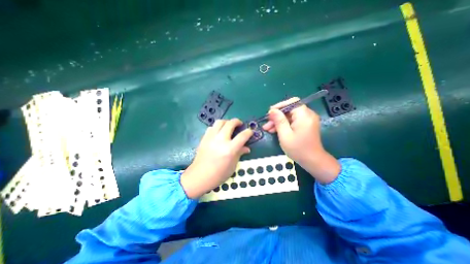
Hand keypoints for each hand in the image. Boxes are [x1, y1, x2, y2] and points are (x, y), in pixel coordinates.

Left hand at [181, 119, 252, 197]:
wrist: (199, 177)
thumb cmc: (218, 174)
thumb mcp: (232, 166)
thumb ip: (240, 153)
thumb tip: (246, 148)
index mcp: (230, 149)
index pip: (242, 136)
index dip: (248, 132)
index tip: (250, 131)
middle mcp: (220, 140)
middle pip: (230, 124)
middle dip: (237, 121)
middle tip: (240, 124)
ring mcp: (211, 138)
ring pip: (219, 122)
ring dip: (226, 122)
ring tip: (229, 126)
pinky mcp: (204, 138)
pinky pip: (211, 127)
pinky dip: (217, 127)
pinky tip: (219, 132)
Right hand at [260, 98, 342, 184]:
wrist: (313, 161)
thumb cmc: (298, 149)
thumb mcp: (285, 135)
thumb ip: (279, 121)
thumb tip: (272, 110)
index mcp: (304, 115)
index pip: (292, 102)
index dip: (280, 106)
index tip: (270, 113)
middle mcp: (308, 115)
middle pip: (290, 110)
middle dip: (277, 116)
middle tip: (266, 124)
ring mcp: (307, 120)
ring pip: (290, 116)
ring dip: (278, 121)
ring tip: (268, 129)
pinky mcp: (305, 125)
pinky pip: (293, 121)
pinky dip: (284, 125)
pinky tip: (275, 130)